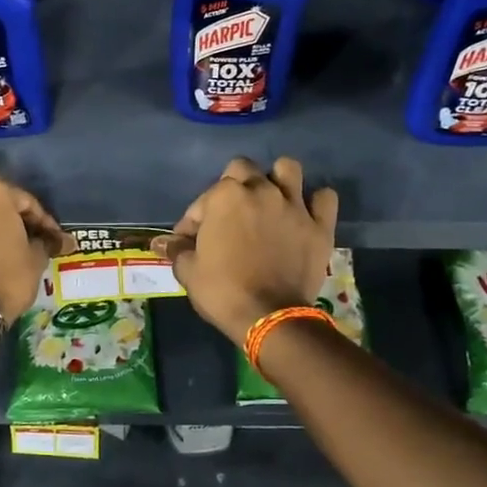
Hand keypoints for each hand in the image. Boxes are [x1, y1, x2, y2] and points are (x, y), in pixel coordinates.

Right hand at [158, 157, 338, 344]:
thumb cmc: (223, 291)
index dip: (194, 221)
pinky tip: (305, 214)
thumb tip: (161, 243)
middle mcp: (261, 190)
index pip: (202, 201)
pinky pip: (325, 198)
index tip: (191, 241)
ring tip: (270, 200)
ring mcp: (294, 205)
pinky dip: (316, 202)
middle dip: (233, 186)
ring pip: (288, 169)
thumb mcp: (189, 272)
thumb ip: (177, 250)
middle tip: (230, 214)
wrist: (270, 317)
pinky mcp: (319, 225)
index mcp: (225, 196)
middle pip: (244, 169)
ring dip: (277, 180)